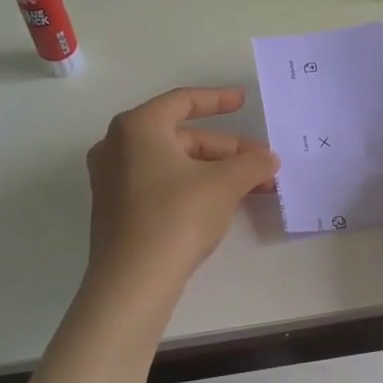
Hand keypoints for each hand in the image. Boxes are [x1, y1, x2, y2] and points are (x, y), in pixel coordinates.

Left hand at [83, 87, 279, 302]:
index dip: (218, 99)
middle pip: (182, 137)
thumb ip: (252, 163)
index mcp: (137, 127)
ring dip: (215, 171)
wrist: (132, 284)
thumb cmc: (176, 217)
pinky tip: (222, 203)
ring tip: (253, 186)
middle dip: (226, 150)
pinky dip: (192, 186)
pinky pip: (160, 183)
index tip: (244, 101)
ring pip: (173, 163)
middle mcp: (117, 146)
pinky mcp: (115, 209)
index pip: (183, 101)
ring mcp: (112, 179)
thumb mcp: (224, 185)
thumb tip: (269, 159)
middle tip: (262, 164)